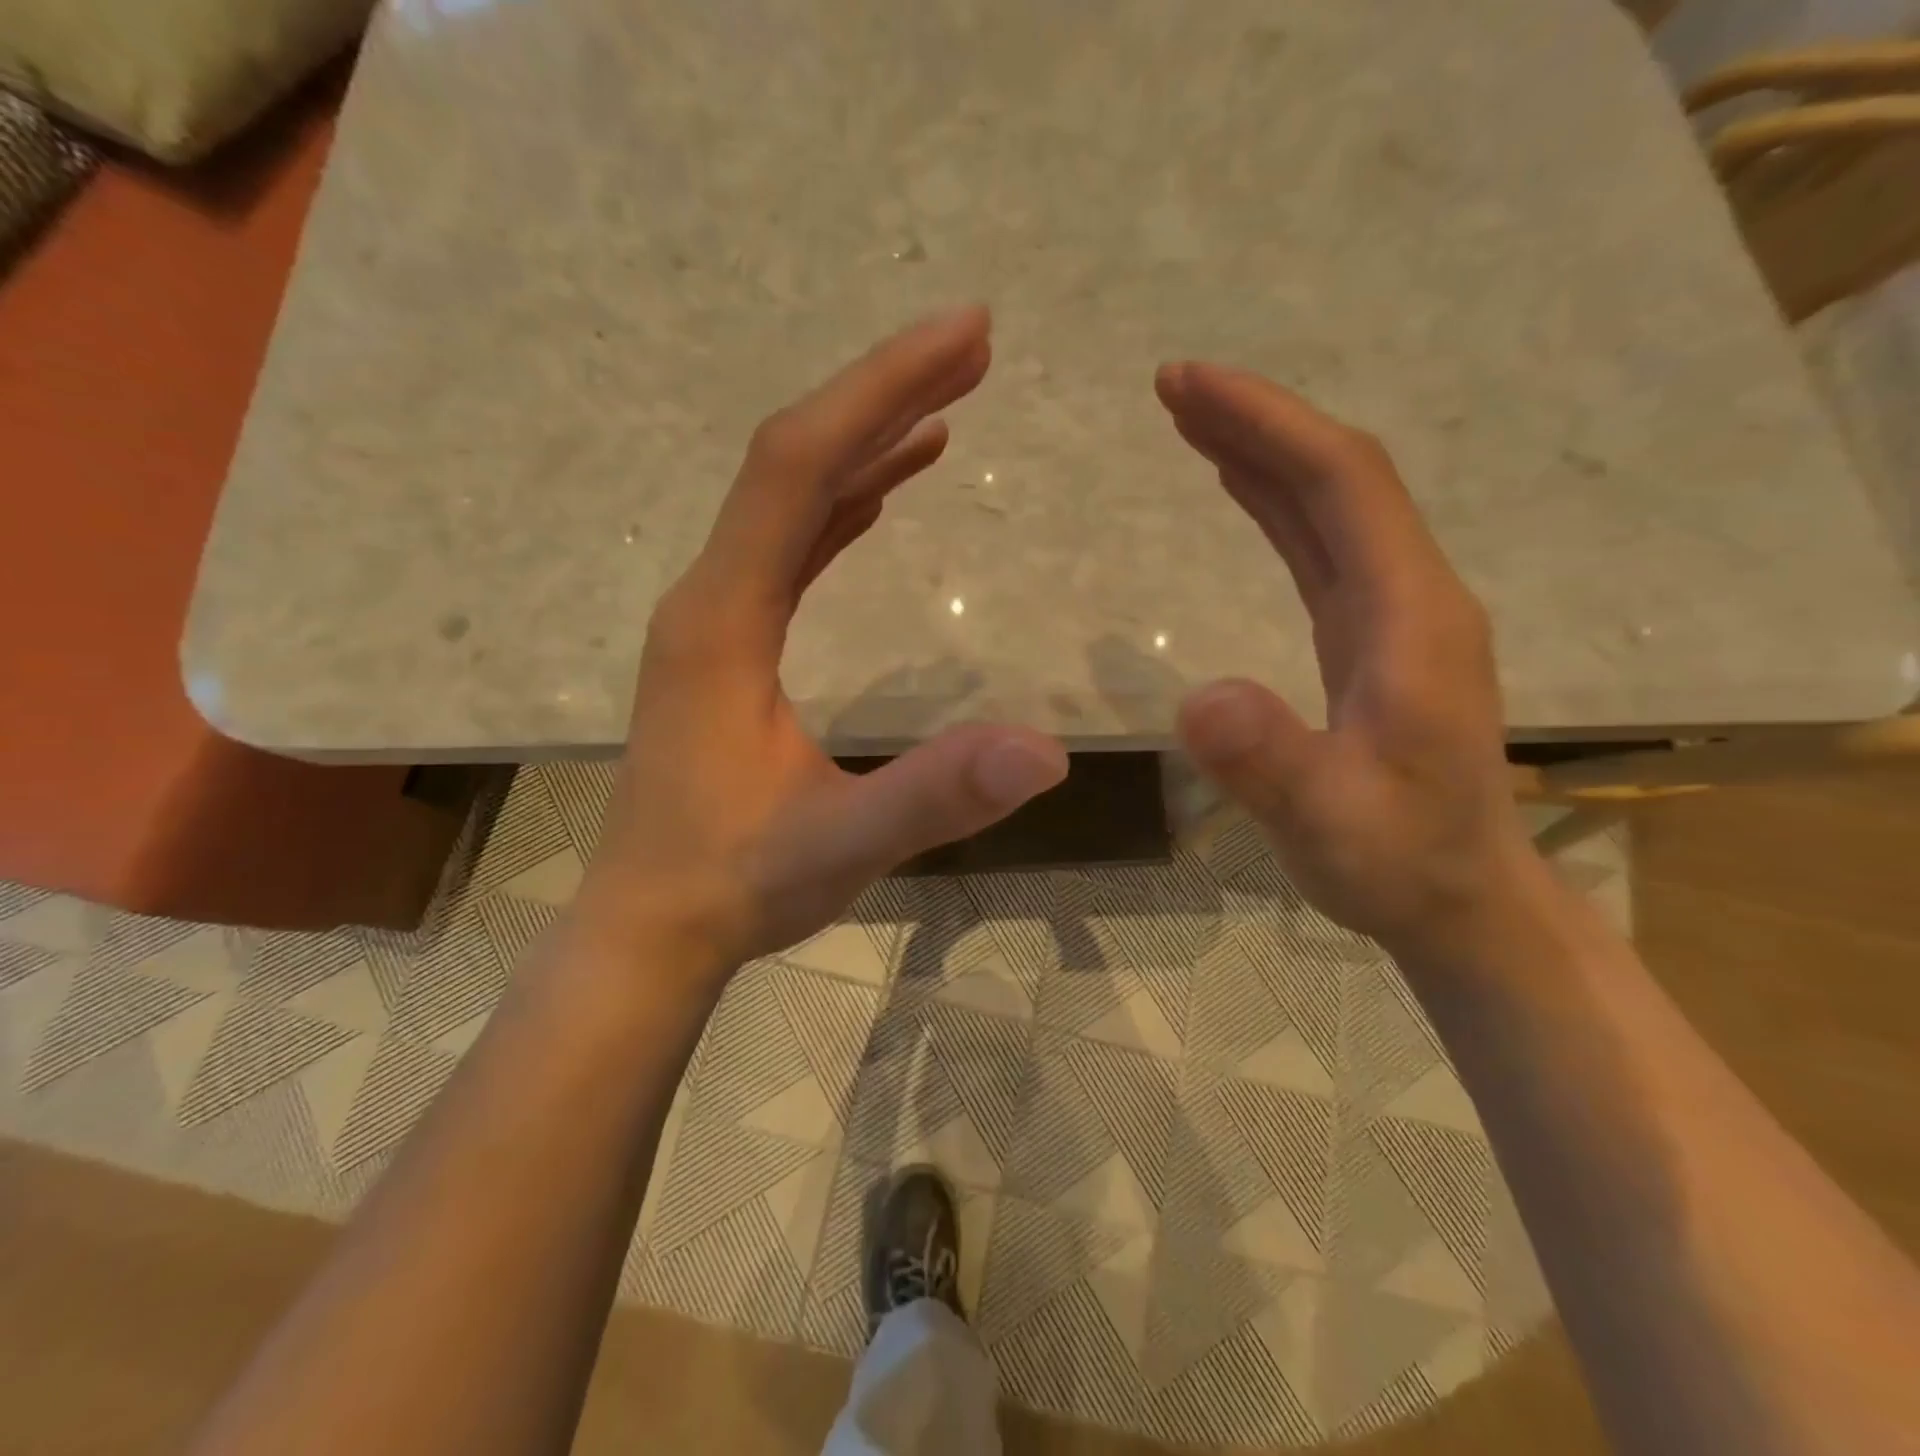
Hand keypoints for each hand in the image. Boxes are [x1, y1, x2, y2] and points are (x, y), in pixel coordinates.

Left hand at [573, 308, 1067, 983]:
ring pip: (791, 499)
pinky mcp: (730, 647)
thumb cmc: (732, 885)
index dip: (880, 392)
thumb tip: (1048, 751)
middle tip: (974, 344)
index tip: (964, 336)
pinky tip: (884, 491)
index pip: (799, 468)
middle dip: (883, 394)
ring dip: (866, 442)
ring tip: (945, 402)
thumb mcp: (841, 844)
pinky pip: (790, 547)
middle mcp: (710, 598)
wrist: (651, 928)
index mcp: (724, 619)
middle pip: (793, 460)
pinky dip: (843, 503)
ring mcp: (717, 620)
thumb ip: (936, 796)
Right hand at [1156, 362, 1536, 954]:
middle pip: (1338, 477)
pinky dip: (1276, 502)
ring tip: (1193, 420)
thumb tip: (1199, 698)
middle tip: (1173, 384)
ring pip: (1330, 505)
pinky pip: (1322, 546)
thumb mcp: (1327, 824)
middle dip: (1258, 420)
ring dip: (1264, 452)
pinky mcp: (1370, 637)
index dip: (1268, 424)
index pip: (1343, 484)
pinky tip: (1241, 487)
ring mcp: (1394, 614)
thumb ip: (1271, 762)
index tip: (1190, 385)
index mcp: (1412, 617)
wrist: (1460, 899)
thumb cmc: (1398, 863)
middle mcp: (1411, 596)